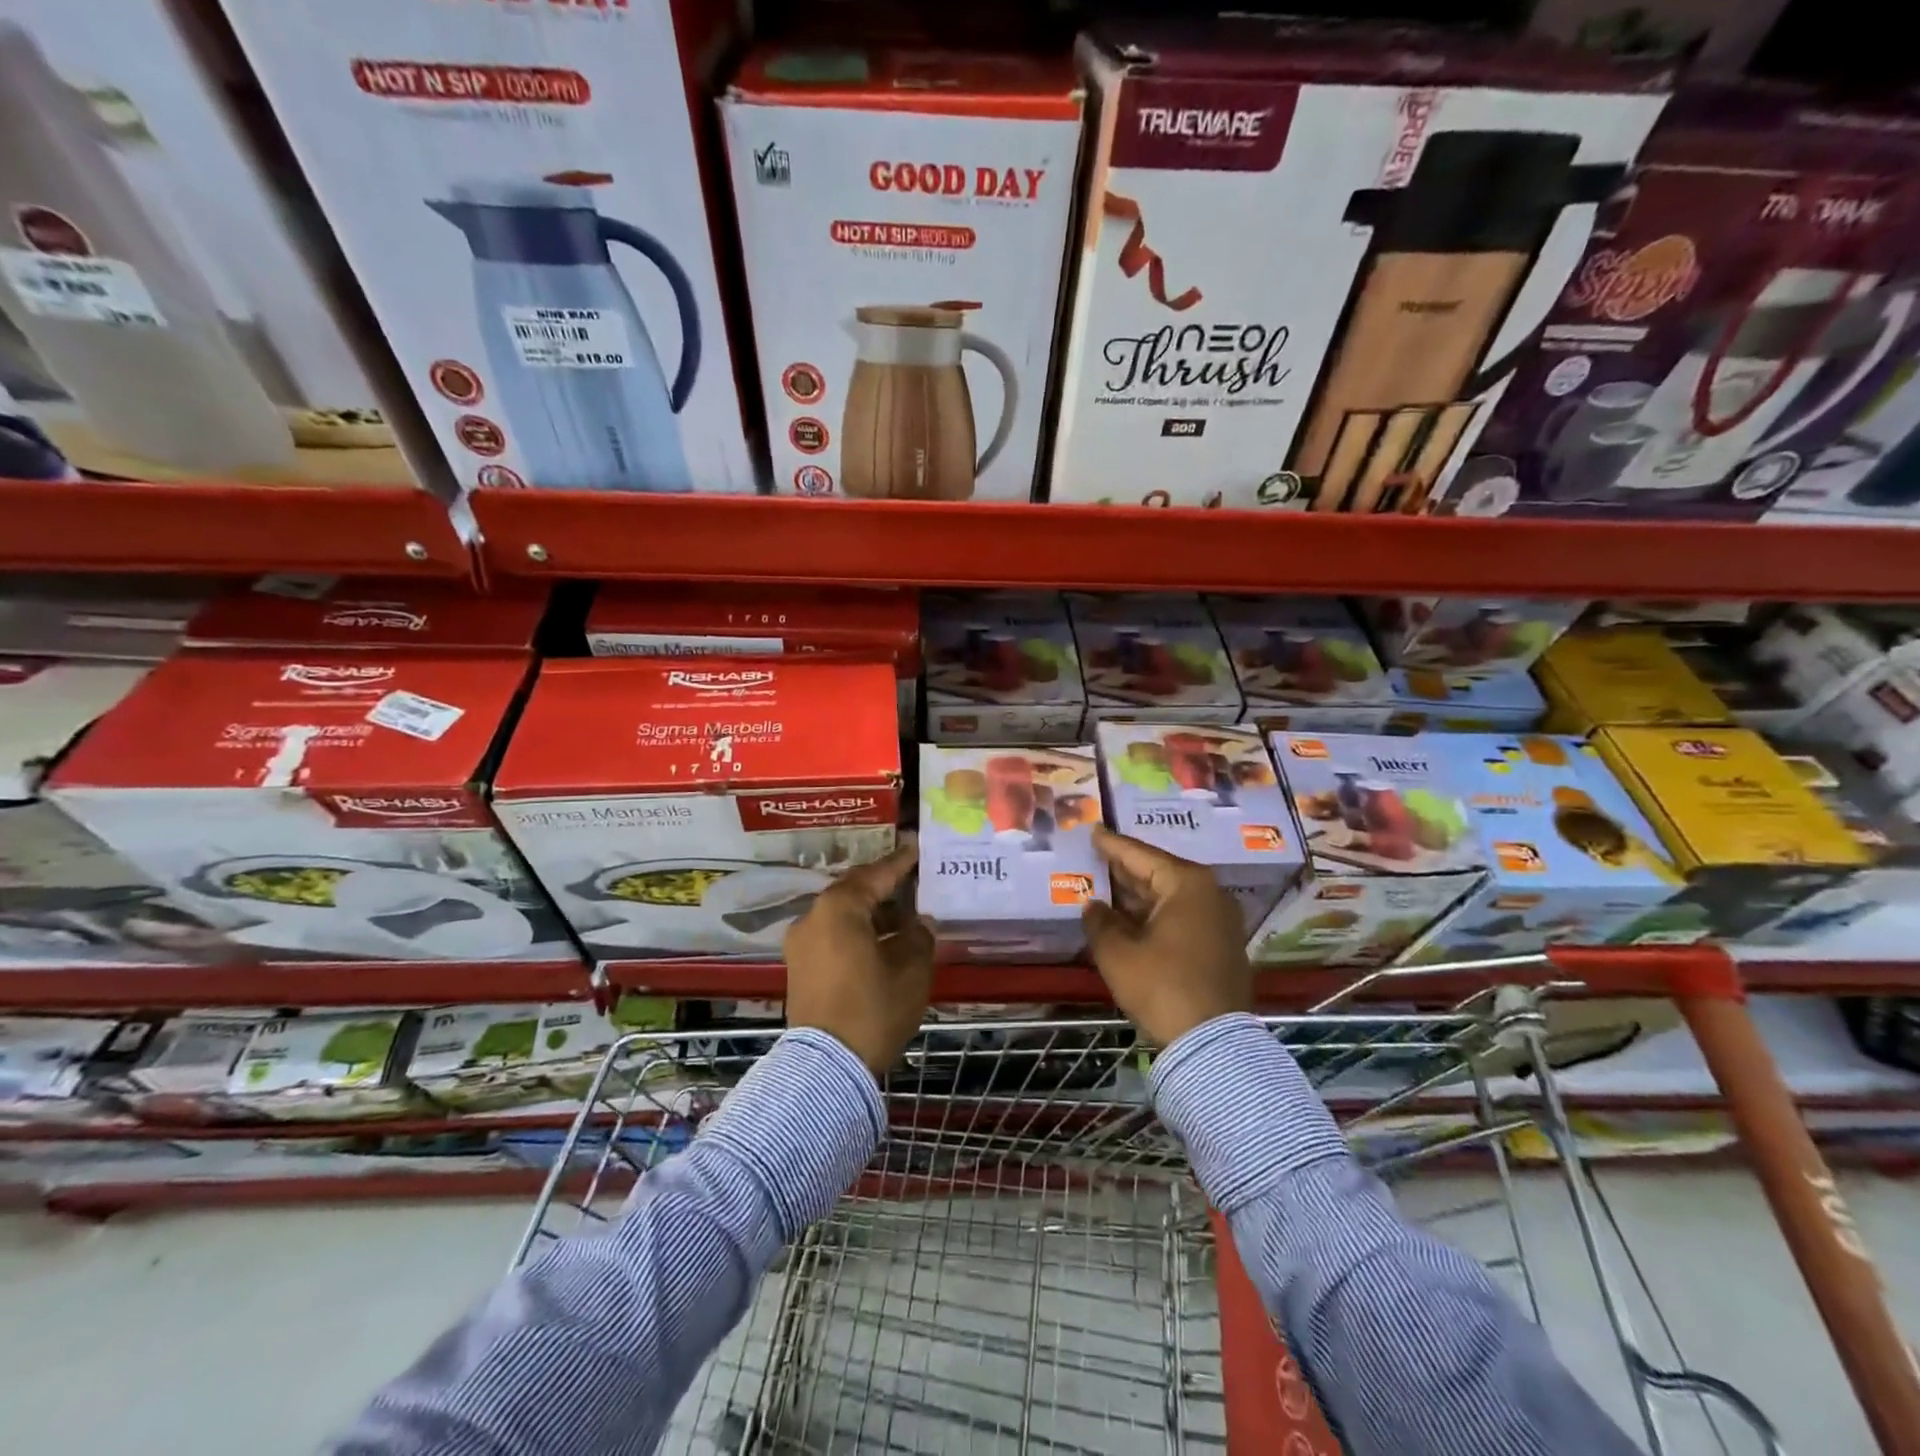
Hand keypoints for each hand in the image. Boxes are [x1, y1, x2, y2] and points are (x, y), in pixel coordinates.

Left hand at [784, 844, 932, 1076]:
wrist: (827, 1067)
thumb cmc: (874, 1008)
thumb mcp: (911, 970)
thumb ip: (919, 937)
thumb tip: (920, 923)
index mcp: (839, 908)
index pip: (876, 875)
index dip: (901, 862)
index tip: (918, 847)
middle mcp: (813, 917)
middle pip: (854, 892)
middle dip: (885, 889)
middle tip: (914, 884)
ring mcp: (801, 944)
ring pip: (842, 915)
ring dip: (872, 914)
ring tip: (905, 920)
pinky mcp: (799, 967)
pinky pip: (832, 936)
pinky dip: (856, 933)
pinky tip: (882, 944)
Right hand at [1082, 827, 1252, 1046]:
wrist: (1213, 1043)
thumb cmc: (1162, 986)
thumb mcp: (1118, 953)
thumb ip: (1099, 922)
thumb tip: (1093, 906)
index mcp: (1187, 884)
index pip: (1141, 855)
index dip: (1113, 845)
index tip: (1094, 831)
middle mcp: (1210, 894)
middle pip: (1158, 873)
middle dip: (1125, 870)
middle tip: (1096, 857)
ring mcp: (1220, 921)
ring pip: (1170, 898)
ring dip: (1138, 896)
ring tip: (1105, 886)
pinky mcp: (1221, 946)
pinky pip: (1181, 917)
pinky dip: (1154, 915)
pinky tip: (1128, 919)